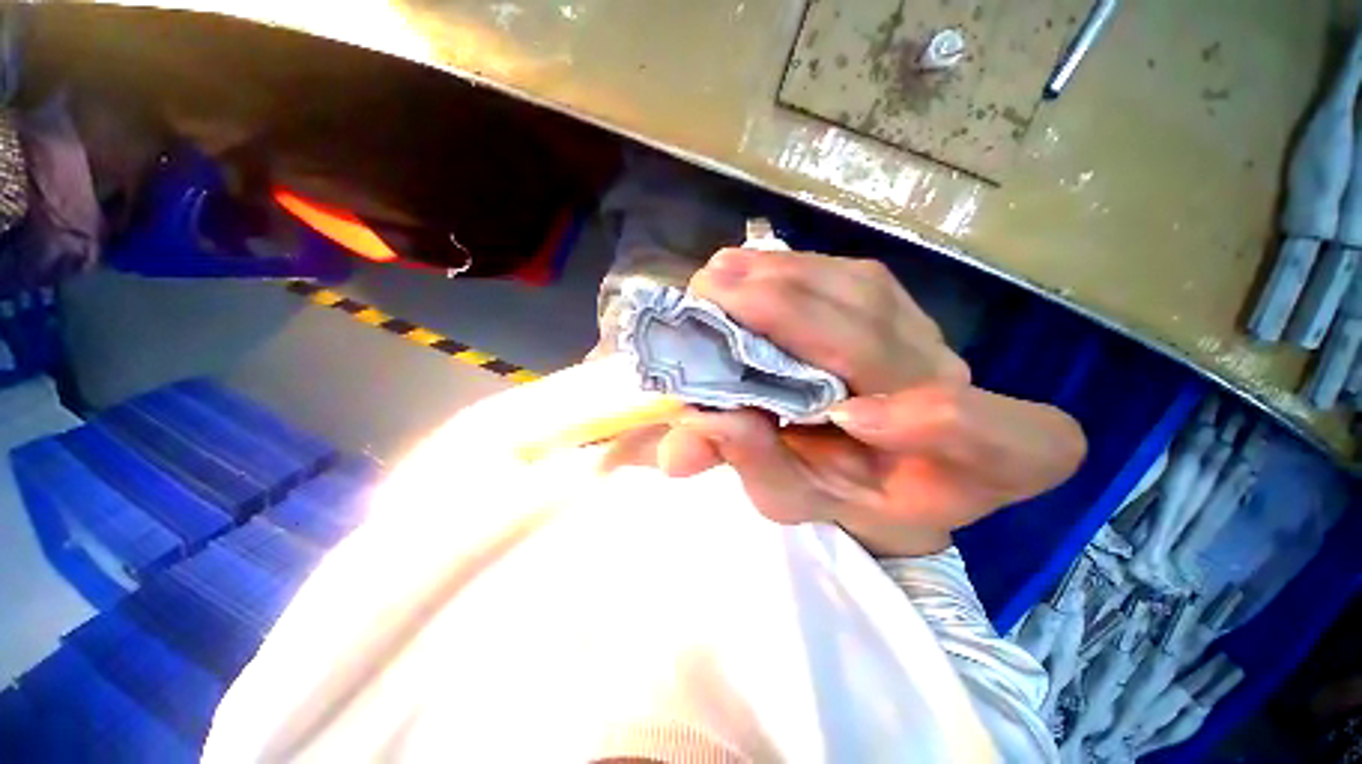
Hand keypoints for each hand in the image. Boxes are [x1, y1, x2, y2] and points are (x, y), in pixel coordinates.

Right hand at [655, 249, 1085, 556]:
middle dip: (790, 308)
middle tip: (714, 292)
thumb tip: (701, 422)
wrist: (875, 471)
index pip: (1001, 438)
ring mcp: (927, 338)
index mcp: (961, 469)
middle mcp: (954, 388)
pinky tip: (755, 268)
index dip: (937, 421)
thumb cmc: (840, 498)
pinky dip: (797, 270)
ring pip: (863, 290)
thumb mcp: (794, 500)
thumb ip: (755, 465)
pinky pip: (851, 279)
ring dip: (785, 277)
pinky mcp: (898, 312)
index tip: (845, 419)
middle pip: (885, 332)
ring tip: (724, 273)